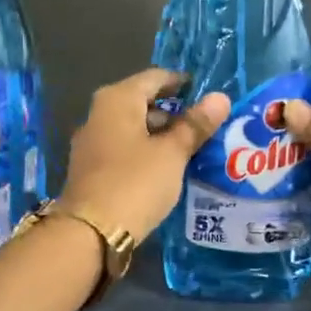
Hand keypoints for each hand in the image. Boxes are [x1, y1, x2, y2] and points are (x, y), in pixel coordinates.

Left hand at [60, 68, 230, 241]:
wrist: (90, 232)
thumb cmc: (135, 183)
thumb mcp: (172, 153)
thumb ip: (195, 125)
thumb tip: (220, 97)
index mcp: (116, 100)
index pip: (154, 78)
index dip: (181, 83)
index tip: (206, 94)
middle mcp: (99, 114)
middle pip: (142, 102)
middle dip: (173, 112)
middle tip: (206, 126)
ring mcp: (91, 142)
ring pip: (133, 128)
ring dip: (160, 135)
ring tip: (193, 149)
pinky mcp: (91, 169)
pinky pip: (124, 149)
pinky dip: (146, 152)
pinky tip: (167, 168)